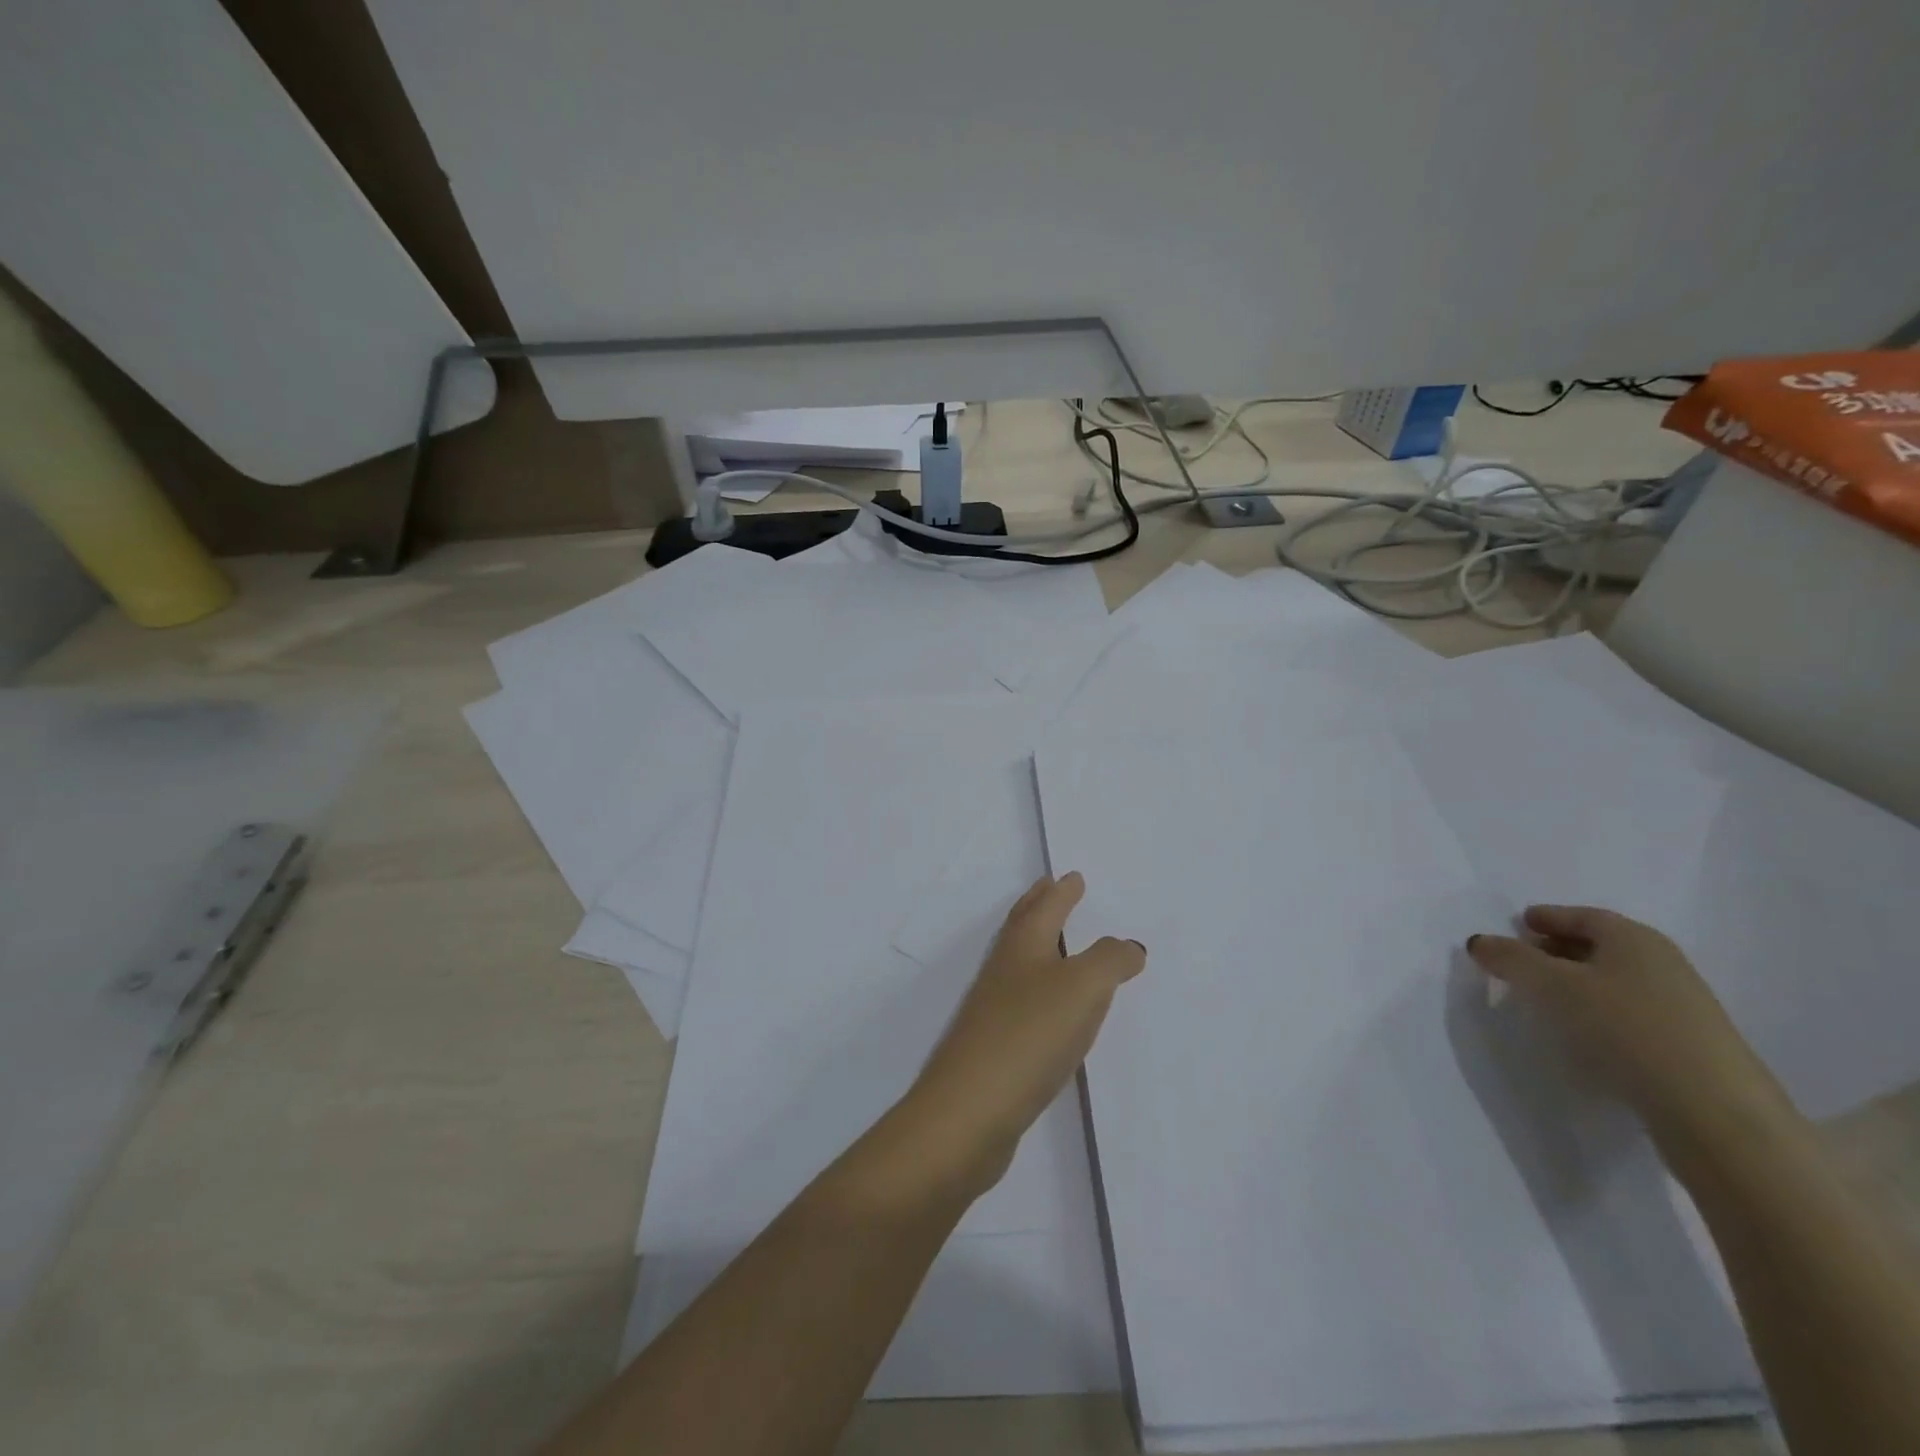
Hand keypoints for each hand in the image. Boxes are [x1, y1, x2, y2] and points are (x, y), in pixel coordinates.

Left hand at [901, 873, 1145, 1195]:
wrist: (969, 1112)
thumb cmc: (1029, 1035)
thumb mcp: (1082, 988)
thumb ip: (1110, 961)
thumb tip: (1127, 945)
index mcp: (1022, 947)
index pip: (1045, 907)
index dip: (1061, 891)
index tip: (1072, 876)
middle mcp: (1003, 970)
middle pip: (1022, 926)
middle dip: (1040, 905)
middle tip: (1052, 889)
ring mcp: (993, 1009)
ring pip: (1020, 963)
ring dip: (1039, 945)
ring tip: (1059, 944)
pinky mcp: (993, 1046)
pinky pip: (1022, 1002)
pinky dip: (1040, 990)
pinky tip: (1051, 1010)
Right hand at [1467, 905, 1792, 1151]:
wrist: (1714, 1112)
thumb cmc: (1624, 1027)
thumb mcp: (1551, 985)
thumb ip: (1510, 958)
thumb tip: (1480, 941)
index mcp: (1635, 939)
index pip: (1582, 916)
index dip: (1546, 917)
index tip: (1517, 924)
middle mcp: (1662, 964)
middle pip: (1600, 946)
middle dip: (1557, 949)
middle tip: (1522, 961)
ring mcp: (1682, 1007)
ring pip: (1615, 981)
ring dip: (1577, 983)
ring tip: (1544, 999)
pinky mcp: (1688, 1046)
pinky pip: (1630, 1013)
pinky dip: (1599, 1012)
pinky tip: (1581, 1032)